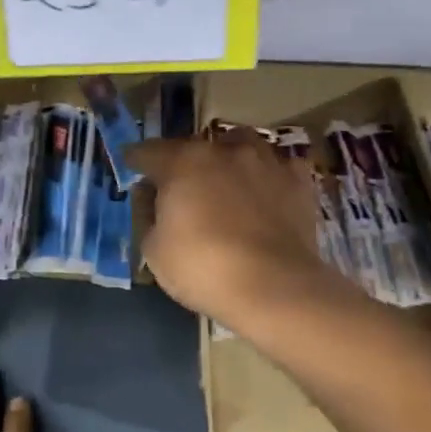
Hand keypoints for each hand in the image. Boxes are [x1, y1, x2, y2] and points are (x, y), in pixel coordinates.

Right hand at [126, 130, 331, 325]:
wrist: (274, 287)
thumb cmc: (203, 268)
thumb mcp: (154, 249)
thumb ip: (148, 214)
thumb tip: (150, 196)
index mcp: (183, 162)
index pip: (149, 151)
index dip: (136, 159)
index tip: (131, 164)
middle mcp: (224, 150)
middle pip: (196, 145)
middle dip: (184, 160)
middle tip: (179, 183)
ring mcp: (266, 161)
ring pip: (241, 144)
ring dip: (228, 156)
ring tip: (225, 176)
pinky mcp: (299, 181)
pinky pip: (278, 166)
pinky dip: (267, 174)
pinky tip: (265, 189)